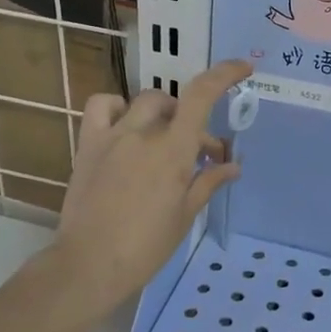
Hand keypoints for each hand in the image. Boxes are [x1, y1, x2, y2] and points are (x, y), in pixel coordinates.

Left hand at [52, 61, 249, 312]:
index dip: (224, 75)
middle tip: (200, 154)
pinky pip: (101, 106)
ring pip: (142, 102)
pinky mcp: (88, 145)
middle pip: (175, 104)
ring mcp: (112, 136)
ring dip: (161, 113)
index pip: (201, 97)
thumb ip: (208, 182)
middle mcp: (143, 133)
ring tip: (163, 137)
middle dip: (193, 122)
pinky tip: (124, 128)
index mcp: (173, 151)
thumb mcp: (184, 215)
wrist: (91, 264)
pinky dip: (117, 108)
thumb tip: (232, 166)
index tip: (242, 68)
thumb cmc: (146, 247)